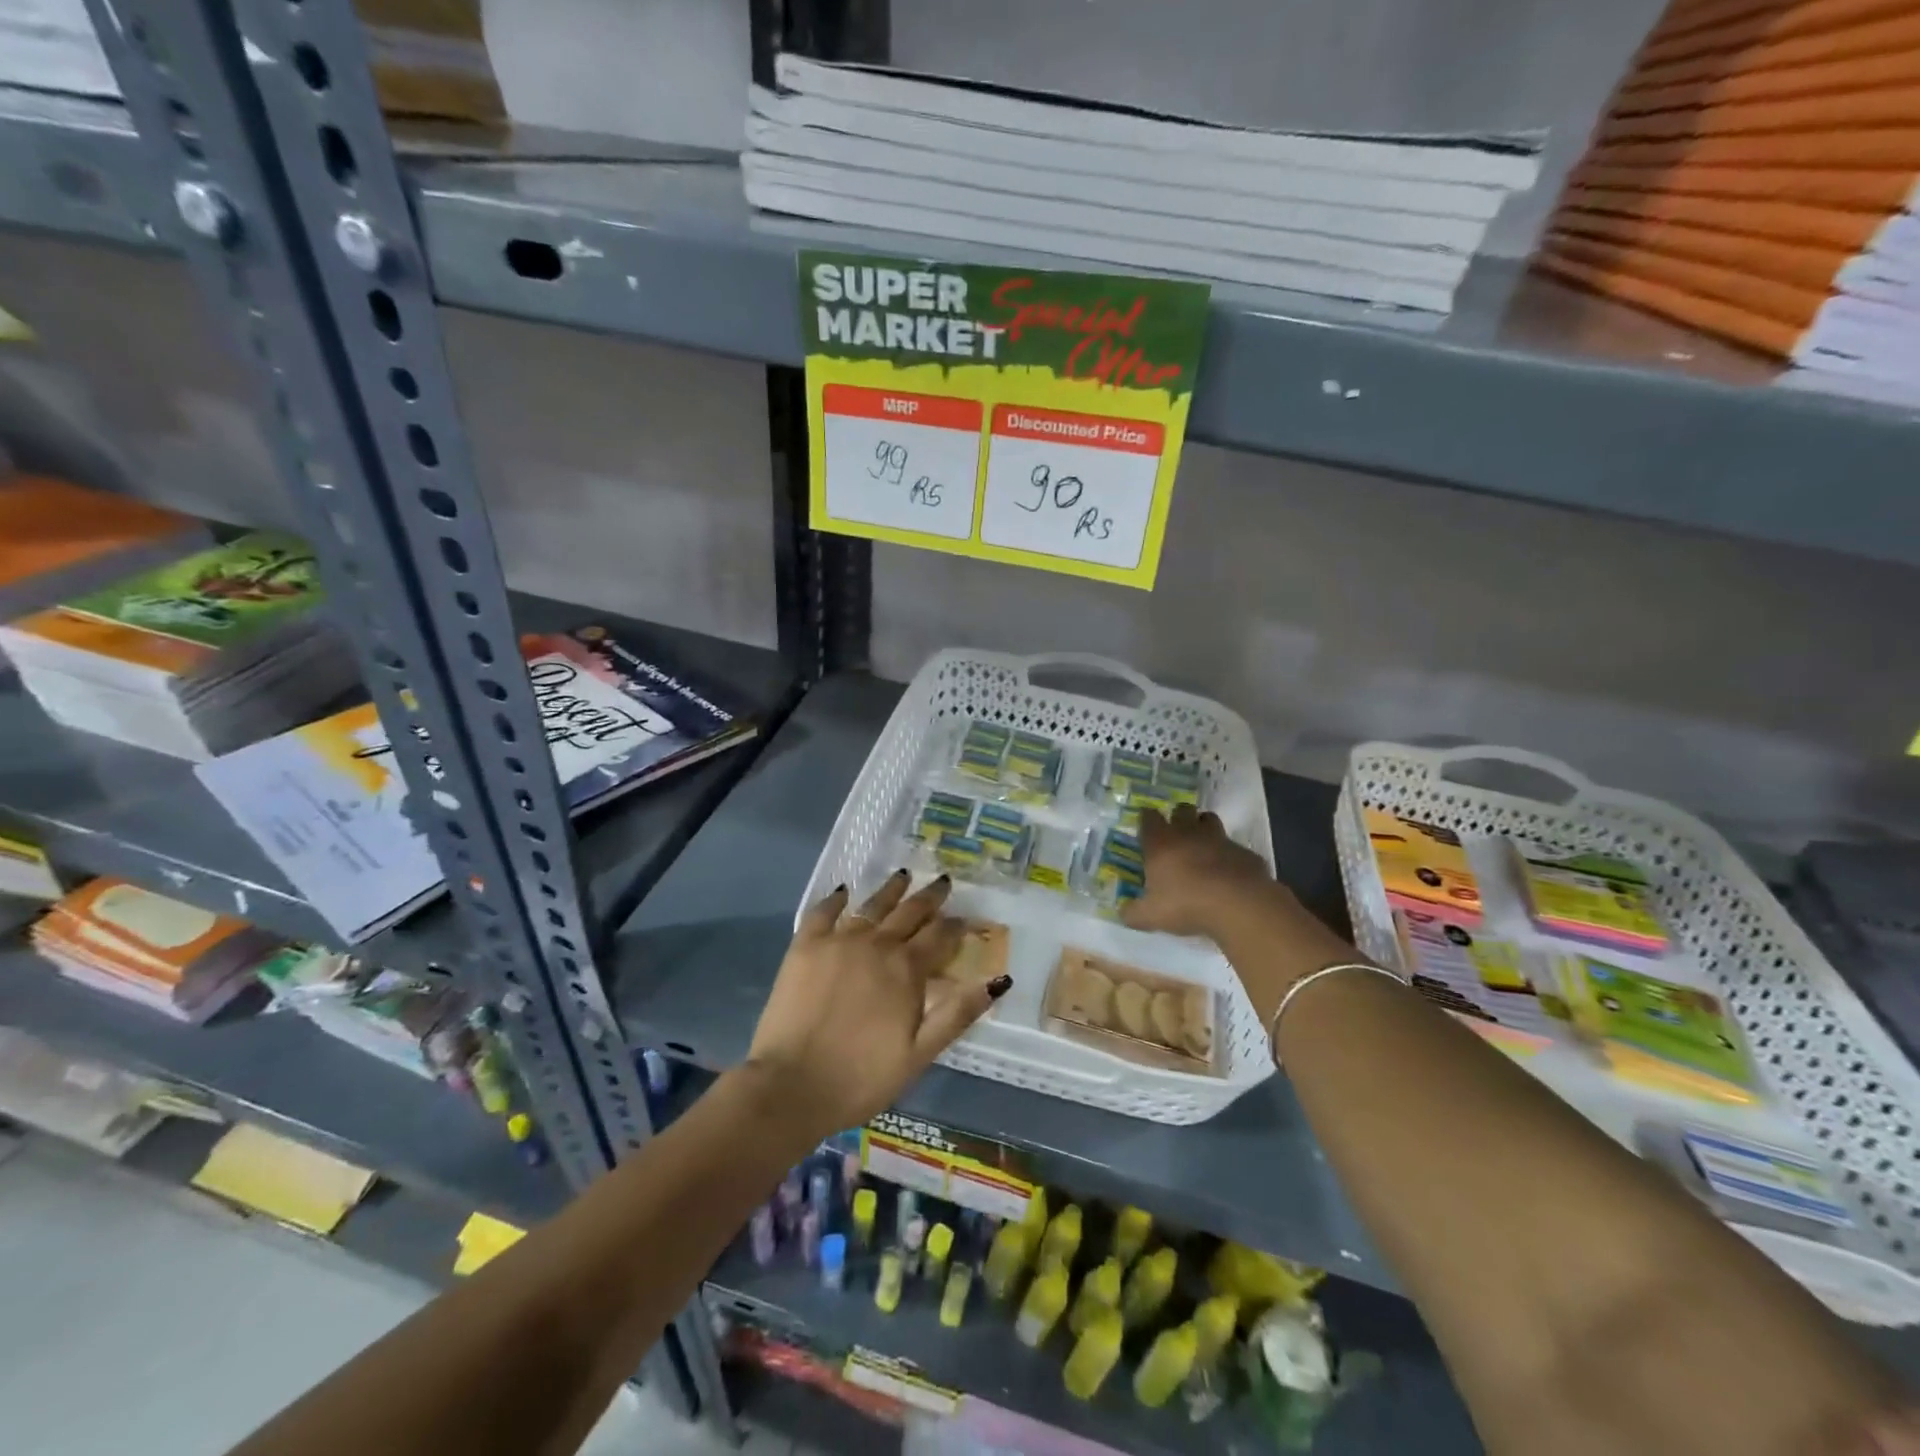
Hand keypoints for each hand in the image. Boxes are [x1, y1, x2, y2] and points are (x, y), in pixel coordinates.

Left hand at [744, 871, 1009, 1136]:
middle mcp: (877, 944)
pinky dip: (836, 899)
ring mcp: (839, 941)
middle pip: (909, 912)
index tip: (965, 918)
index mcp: (907, 969)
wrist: (792, 1086)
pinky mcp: (806, 946)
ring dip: (891, 890)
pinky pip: (824, 912)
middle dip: (929, 897)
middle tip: (942, 881)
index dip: (955, 925)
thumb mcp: (920, 1053)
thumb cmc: (862, 1077)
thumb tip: (999, 979)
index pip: (940, 936)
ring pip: (872, 906)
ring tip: (903, 874)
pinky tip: (845, 891)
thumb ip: (958, 1013)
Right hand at [1122, 803, 1282, 939]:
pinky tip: (1228, 872)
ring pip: (1209, 819)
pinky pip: (1234, 847)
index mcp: (1161, 843)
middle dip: (1178, 816)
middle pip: (1182, 809)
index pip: (1149, 817)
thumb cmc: (1186, 904)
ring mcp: (1220, 840)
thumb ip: (1133, 913)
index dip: (1146, 819)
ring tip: (1202, 846)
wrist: (1239, 905)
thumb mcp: (1151, 916)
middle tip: (1175, 835)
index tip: (1146, 828)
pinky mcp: (1245, 852)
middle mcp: (1189, 833)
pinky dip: (1229, 855)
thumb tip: (1123, 913)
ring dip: (1204, 827)